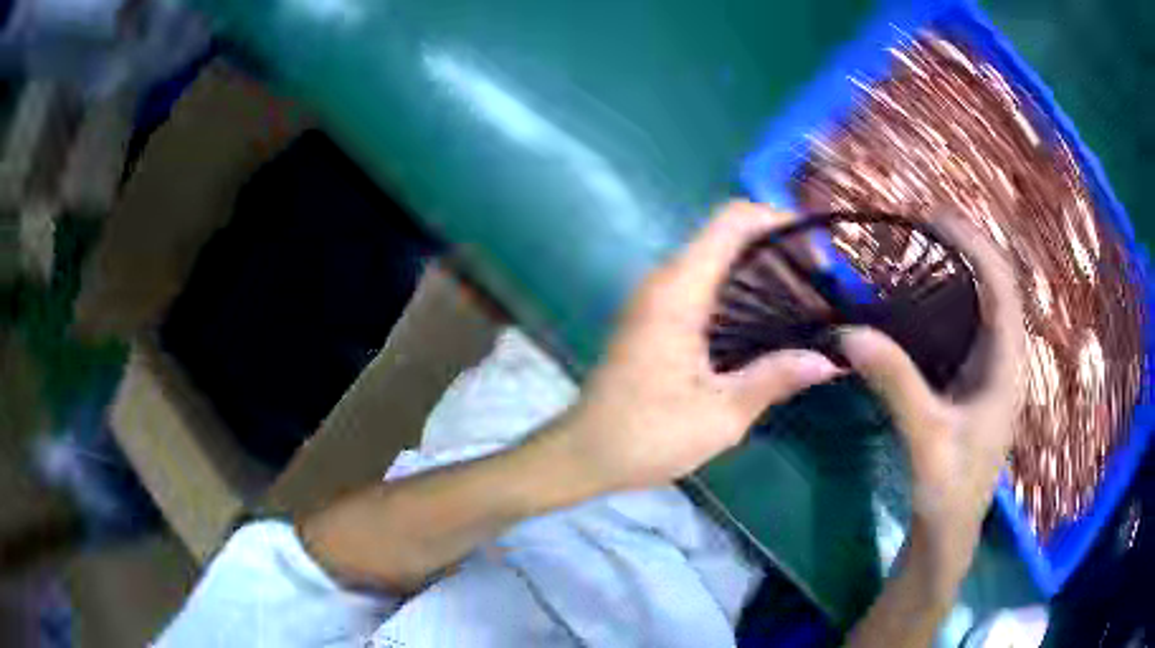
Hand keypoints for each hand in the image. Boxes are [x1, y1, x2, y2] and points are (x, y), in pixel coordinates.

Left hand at [555, 201, 843, 492]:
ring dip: (758, 267)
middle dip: (776, 245)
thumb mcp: (721, 415)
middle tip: (821, 278)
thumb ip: (774, 378)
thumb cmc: (647, 436)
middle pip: (724, 235)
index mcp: (678, 293)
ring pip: (713, 258)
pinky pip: (701, 283)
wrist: (584, 454)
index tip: (817, 245)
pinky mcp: (653, 317)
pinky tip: (767, 319)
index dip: (775, 219)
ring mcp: (654, 298)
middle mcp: (663, 282)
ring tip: (805, 295)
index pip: (730, 223)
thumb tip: (829, 359)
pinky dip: (738, 287)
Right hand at [840, 218, 1025, 586]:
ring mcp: (993, 369)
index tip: (934, 218)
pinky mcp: (977, 380)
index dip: (975, 244)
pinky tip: (923, 298)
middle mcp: (1007, 358)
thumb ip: (896, 384)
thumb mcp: (925, 437)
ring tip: (922, 247)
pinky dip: (952, 299)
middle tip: (922, 225)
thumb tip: (850, 332)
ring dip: (961, 270)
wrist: (949, 532)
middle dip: (967, 248)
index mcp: (1008, 366)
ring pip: (986, 303)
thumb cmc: (948, 490)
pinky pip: (971, 325)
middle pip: (997, 285)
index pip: (1003, 285)